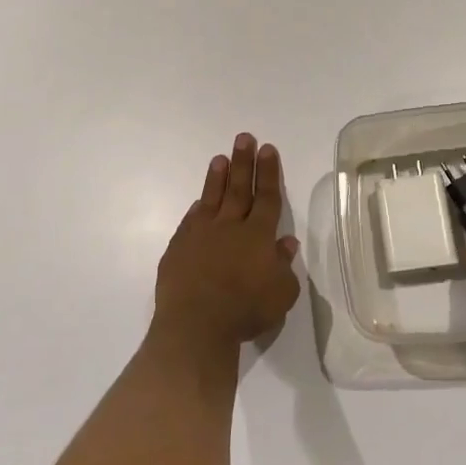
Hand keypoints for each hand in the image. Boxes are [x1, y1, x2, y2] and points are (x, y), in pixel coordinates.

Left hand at [153, 132, 299, 353]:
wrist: (195, 326)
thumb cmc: (245, 311)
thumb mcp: (281, 294)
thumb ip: (284, 265)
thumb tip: (286, 242)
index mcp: (258, 235)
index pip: (267, 197)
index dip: (269, 172)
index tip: (267, 149)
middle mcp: (230, 227)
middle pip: (240, 188)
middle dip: (244, 162)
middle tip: (244, 138)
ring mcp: (201, 235)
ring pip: (212, 198)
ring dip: (218, 177)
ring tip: (220, 157)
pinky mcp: (179, 248)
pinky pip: (191, 221)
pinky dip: (197, 208)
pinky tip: (199, 201)